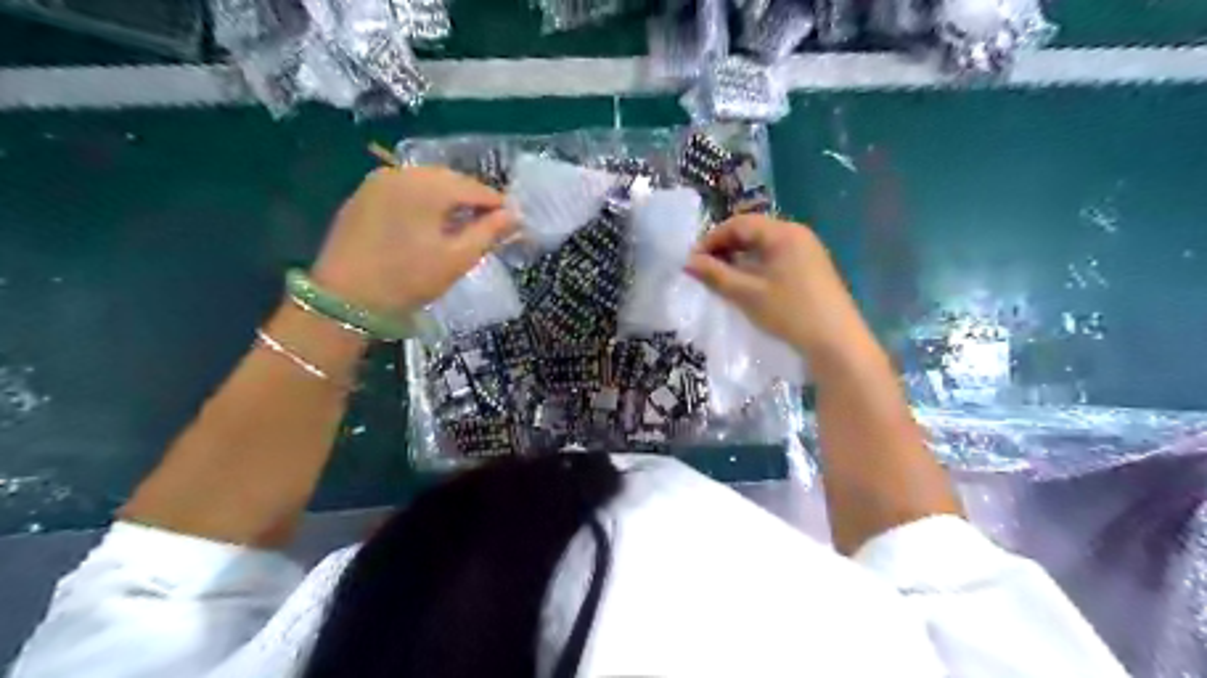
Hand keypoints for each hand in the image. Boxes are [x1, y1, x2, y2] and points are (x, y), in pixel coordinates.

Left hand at [310, 163, 513, 311]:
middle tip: (488, 225)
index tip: (512, 223)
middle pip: (450, 179)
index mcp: (428, 186)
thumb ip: (488, 232)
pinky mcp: (363, 194)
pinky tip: (427, 224)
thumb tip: (514, 215)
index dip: (497, 205)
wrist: (345, 298)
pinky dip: (422, 201)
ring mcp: (378, 181)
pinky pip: (404, 189)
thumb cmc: (408, 279)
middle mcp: (403, 172)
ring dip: (447, 199)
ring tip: (459, 225)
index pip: (475, 187)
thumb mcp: (457, 259)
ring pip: (426, 182)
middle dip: (471, 199)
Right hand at [687, 214, 868, 359]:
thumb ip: (715, 275)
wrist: (836, 343)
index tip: (693, 261)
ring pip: (763, 246)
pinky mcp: (811, 268)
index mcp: (783, 233)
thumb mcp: (747, 294)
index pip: (739, 224)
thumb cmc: (790, 313)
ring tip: (720, 279)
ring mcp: (807, 251)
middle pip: (752, 231)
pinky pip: (776, 258)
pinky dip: (756, 266)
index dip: (712, 239)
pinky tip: (746, 285)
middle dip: (724, 248)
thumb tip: (688, 262)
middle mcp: (797, 234)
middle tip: (704, 270)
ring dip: (739, 258)